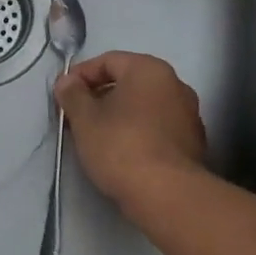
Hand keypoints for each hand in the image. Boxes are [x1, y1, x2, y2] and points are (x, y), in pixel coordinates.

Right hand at [55, 51, 207, 213]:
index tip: (63, 95)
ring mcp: (188, 114)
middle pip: (128, 82)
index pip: (108, 61)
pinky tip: (122, 153)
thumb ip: (73, 94)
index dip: (81, 75)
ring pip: (144, 106)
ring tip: (96, 137)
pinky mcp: (192, 142)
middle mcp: (175, 84)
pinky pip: (158, 127)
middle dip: (99, 96)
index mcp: (149, 70)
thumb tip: (67, 81)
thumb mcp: (85, 119)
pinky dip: (138, 132)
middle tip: (76, 117)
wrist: (167, 194)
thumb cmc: (121, 146)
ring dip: (119, 115)